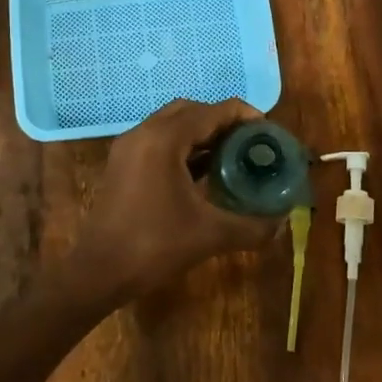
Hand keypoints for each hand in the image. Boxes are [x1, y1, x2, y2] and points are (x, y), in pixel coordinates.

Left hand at [68, 98, 284, 303]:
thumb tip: (282, 223)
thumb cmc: (154, 245)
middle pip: (191, 110)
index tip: (268, 133)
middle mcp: (144, 133)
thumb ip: (252, 226)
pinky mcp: (122, 164)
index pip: (213, 111)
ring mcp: (129, 148)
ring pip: (173, 125)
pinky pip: (159, 142)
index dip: (245, 116)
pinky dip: (184, 148)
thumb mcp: (210, 235)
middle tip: (250, 143)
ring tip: (233, 156)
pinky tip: (204, 173)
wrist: (99, 271)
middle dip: (223, 122)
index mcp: (165, 139)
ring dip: (203, 134)